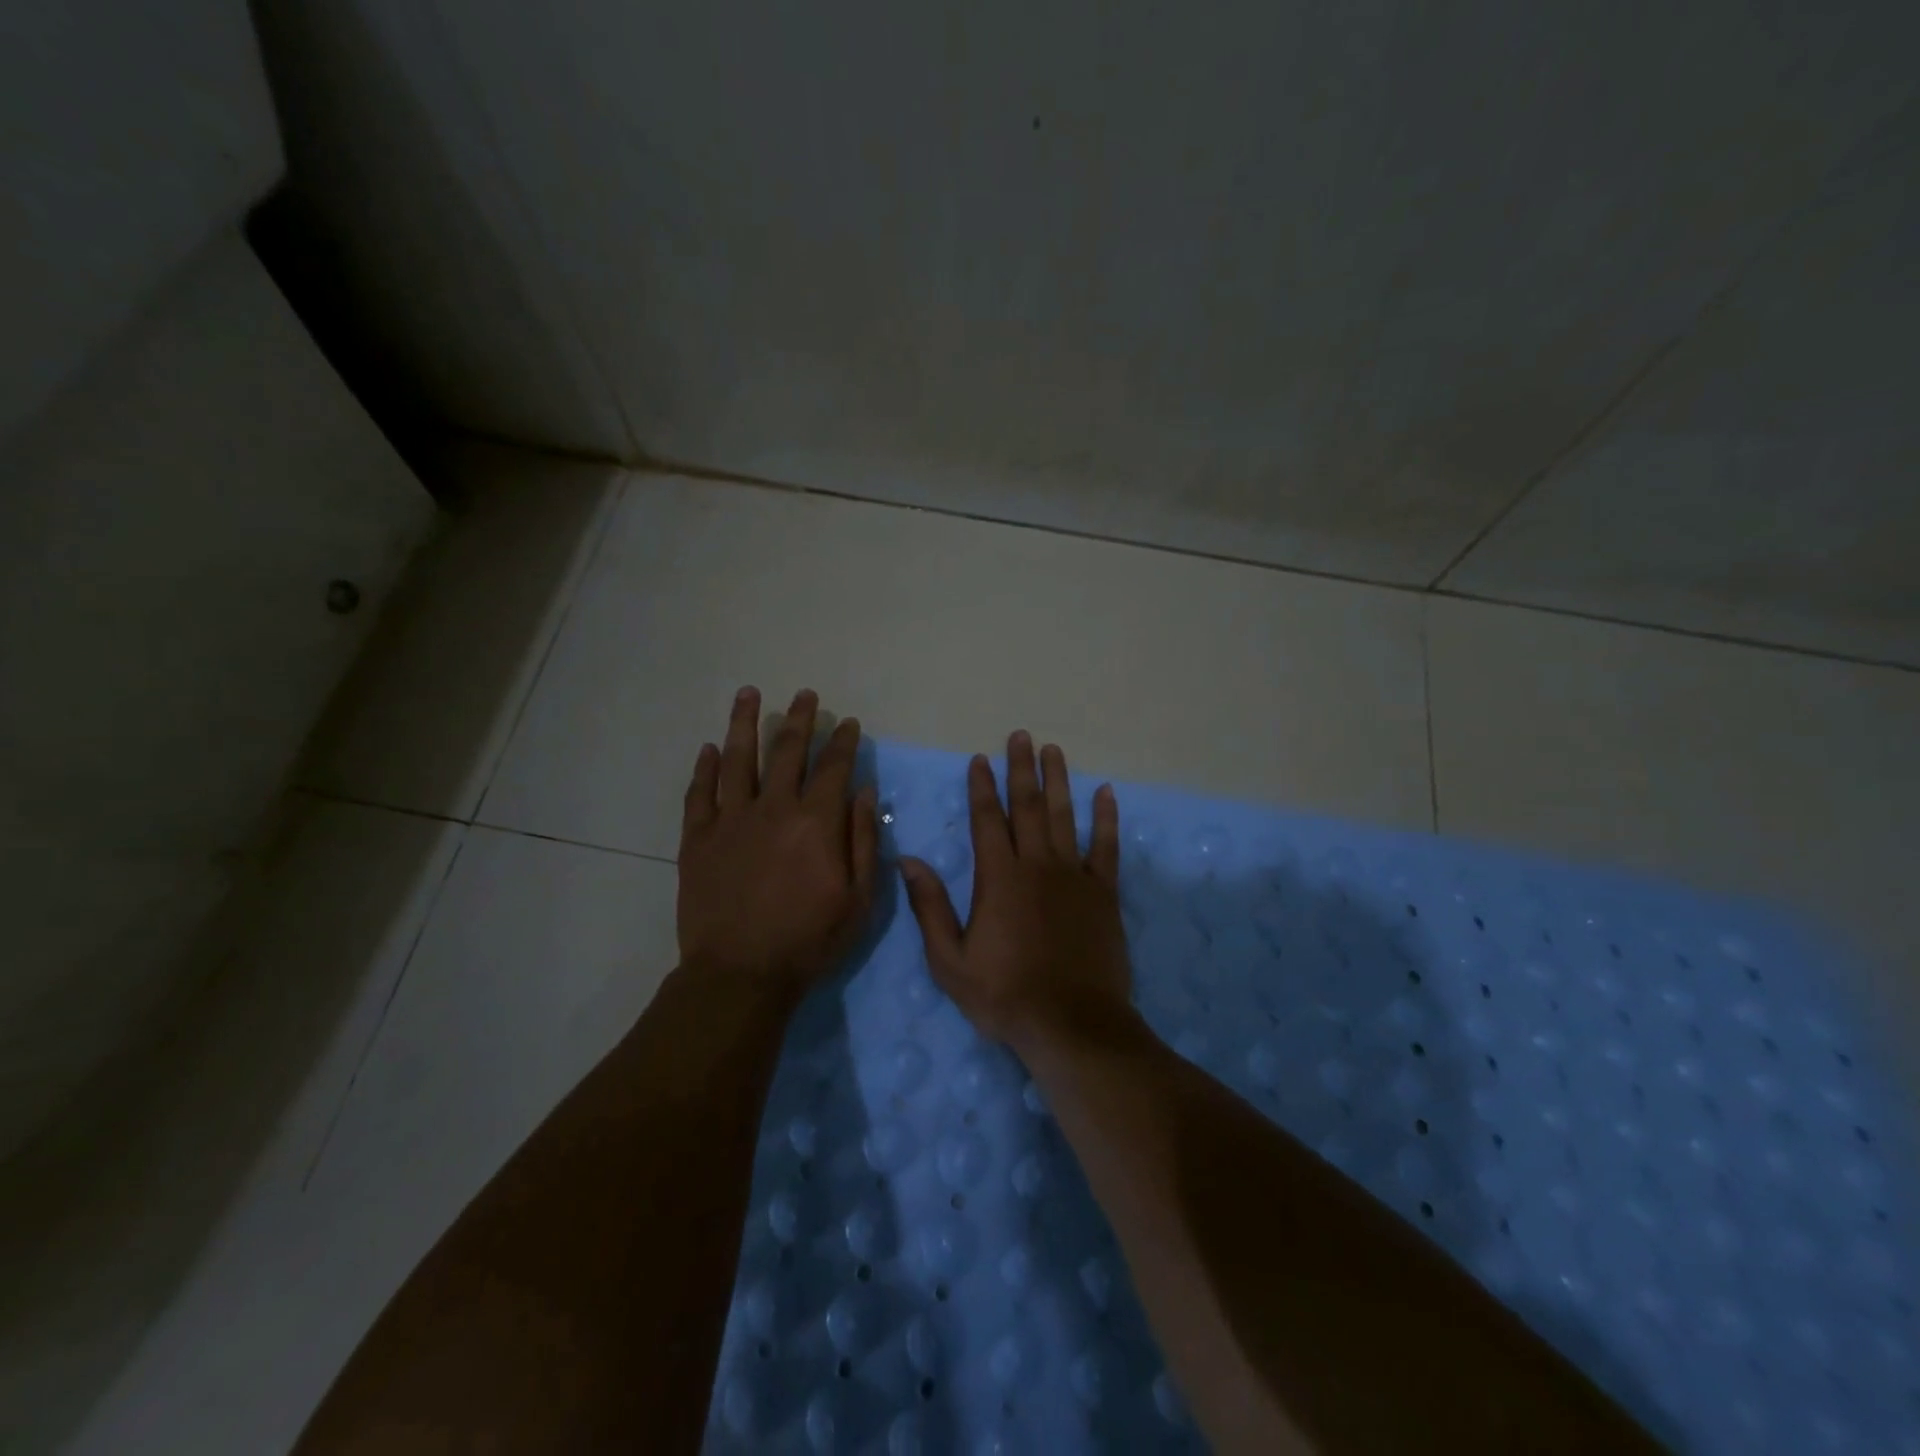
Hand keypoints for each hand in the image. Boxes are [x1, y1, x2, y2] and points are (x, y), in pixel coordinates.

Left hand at [677, 687, 878, 996]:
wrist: (740, 974)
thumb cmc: (809, 940)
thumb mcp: (859, 899)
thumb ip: (862, 840)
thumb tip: (863, 791)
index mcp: (815, 822)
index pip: (833, 767)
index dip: (842, 741)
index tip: (847, 723)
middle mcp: (773, 809)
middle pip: (787, 751)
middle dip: (800, 719)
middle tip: (805, 695)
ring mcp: (730, 821)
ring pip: (738, 759)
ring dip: (745, 723)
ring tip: (750, 694)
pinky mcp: (698, 839)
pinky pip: (700, 794)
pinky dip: (705, 768)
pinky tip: (710, 748)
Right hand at [900, 731, 1131, 1051]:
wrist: (1071, 1024)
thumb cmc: (1004, 995)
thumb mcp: (950, 960)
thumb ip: (930, 907)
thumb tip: (907, 861)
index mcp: (998, 878)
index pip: (987, 820)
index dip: (982, 787)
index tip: (980, 759)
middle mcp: (1036, 865)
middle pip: (1027, 806)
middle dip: (1021, 769)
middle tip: (1021, 736)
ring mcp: (1073, 876)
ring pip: (1064, 816)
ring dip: (1058, 781)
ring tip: (1053, 750)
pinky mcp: (1103, 893)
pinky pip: (1105, 847)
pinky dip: (1106, 818)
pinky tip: (1106, 793)